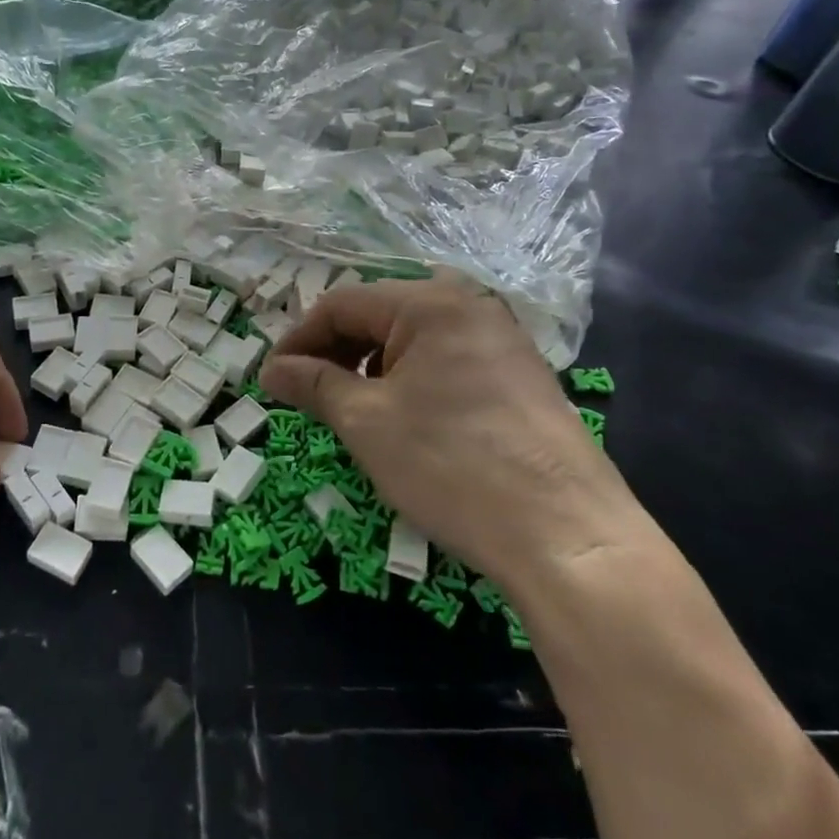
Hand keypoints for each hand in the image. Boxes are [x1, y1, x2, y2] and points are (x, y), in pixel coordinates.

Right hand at [259, 278, 636, 580]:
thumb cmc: (451, 464)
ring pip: (413, 342)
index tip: (273, 380)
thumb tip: (272, 369)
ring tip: (353, 414)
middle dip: (335, 354)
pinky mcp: (521, 378)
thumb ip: (313, 384)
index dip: (300, 339)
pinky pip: (447, 363)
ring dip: (371, 370)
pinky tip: (406, 423)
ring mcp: (503, 341)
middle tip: (307, 398)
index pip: (342, 303)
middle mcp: (470, 306)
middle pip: (379, 316)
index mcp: (430, 302)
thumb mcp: (366, 421)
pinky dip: (411, 383)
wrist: (567, 536)